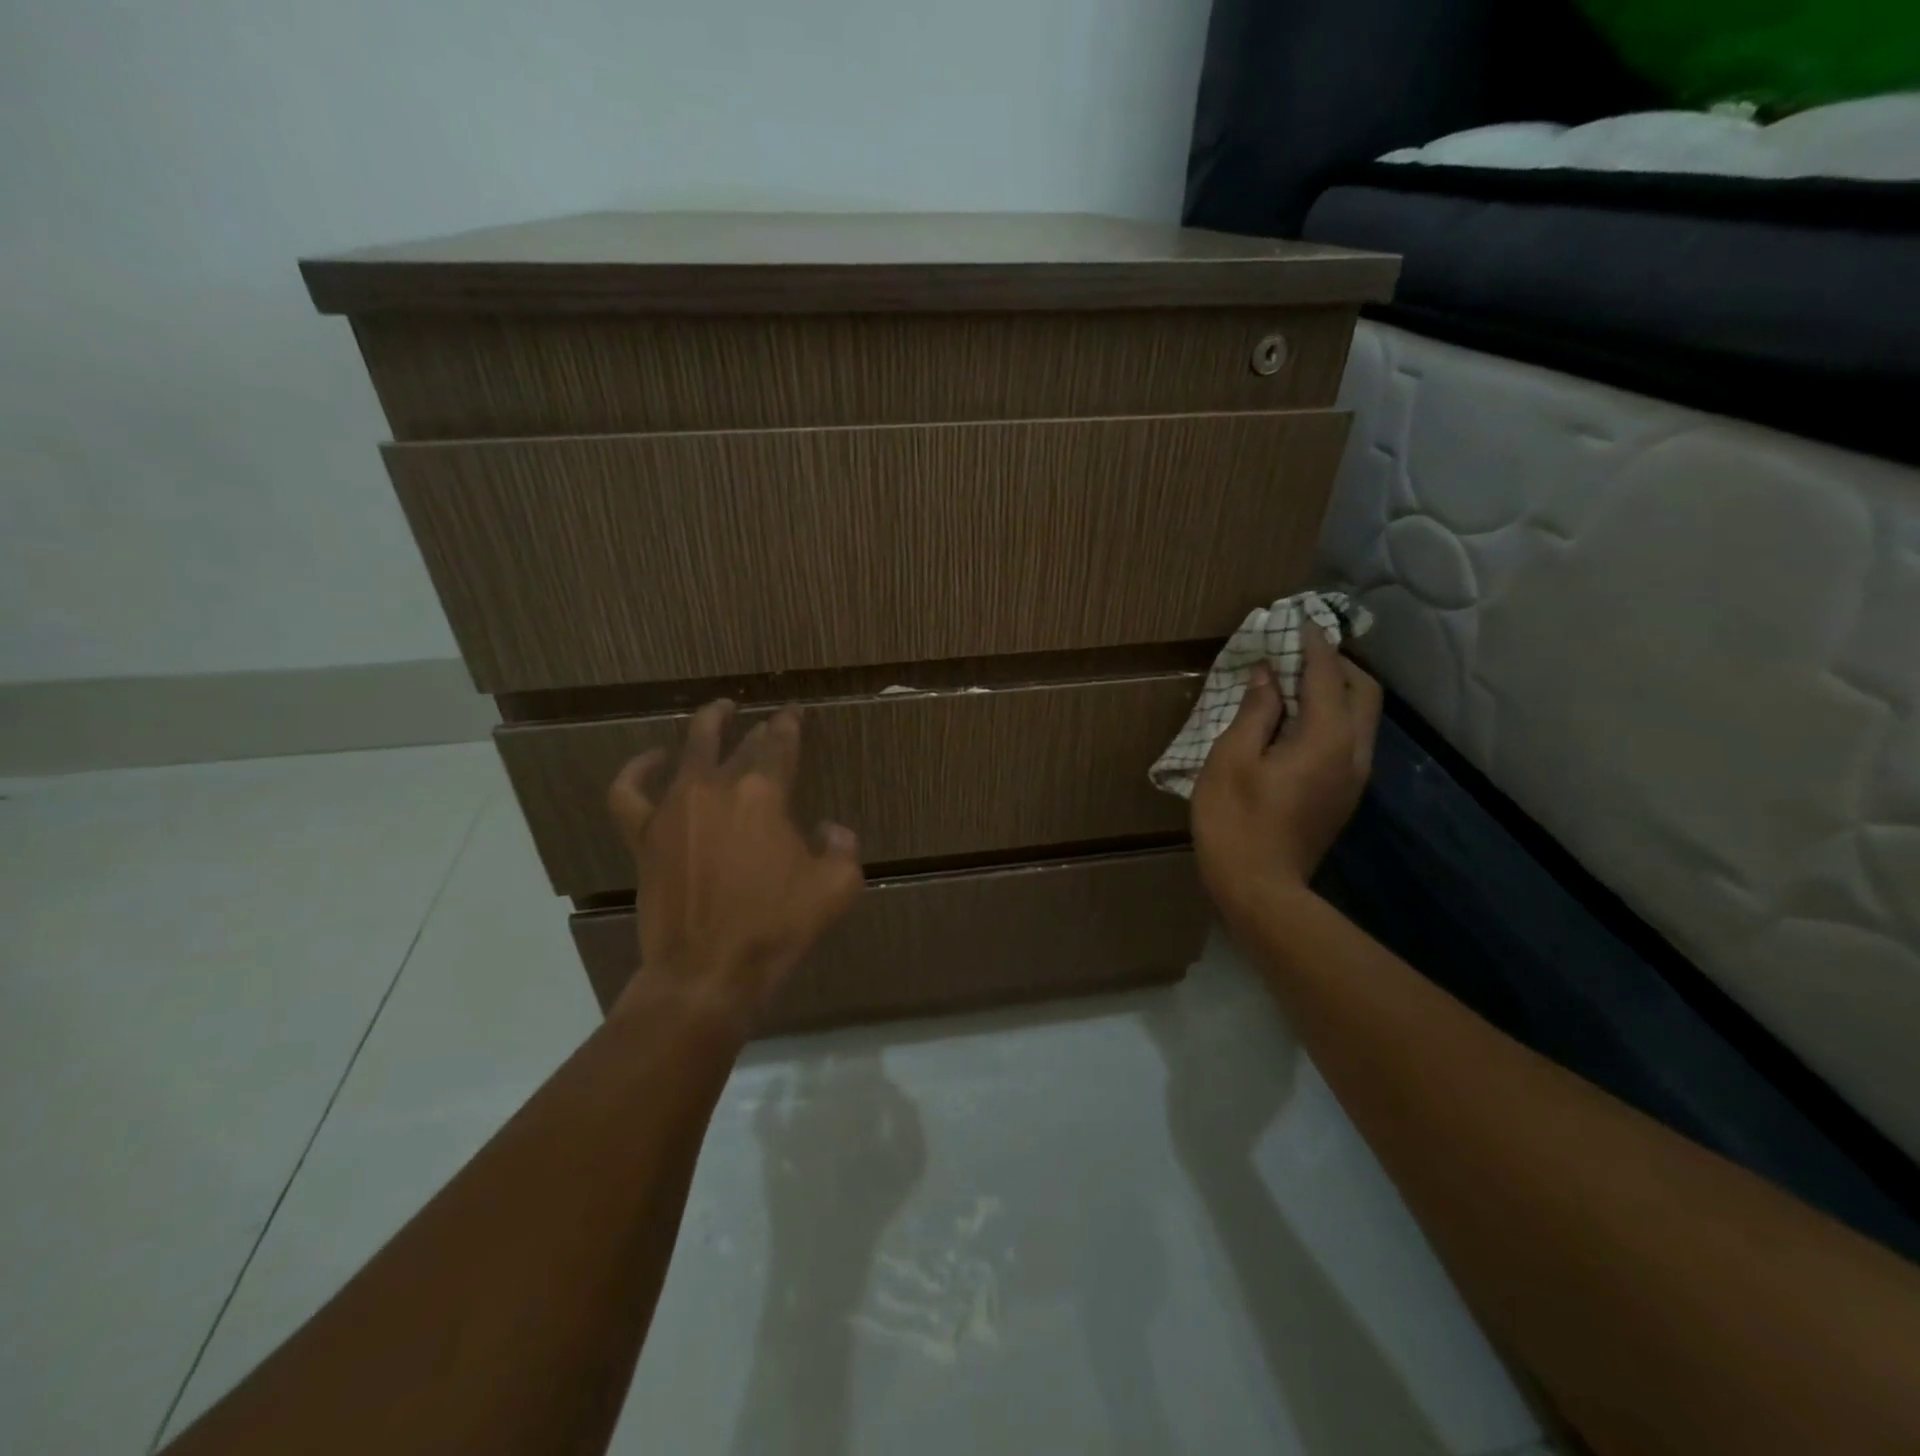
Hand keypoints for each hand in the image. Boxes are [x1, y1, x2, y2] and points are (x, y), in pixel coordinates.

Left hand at [605, 700, 864, 1023]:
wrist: (707, 972)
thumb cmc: (776, 928)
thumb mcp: (836, 888)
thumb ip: (844, 848)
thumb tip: (831, 829)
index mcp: (764, 794)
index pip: (780, 744)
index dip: (790, 724)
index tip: (795, 713)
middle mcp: (717, 788)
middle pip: (740, 744)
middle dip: (758, 729)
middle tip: (769, 723)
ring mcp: (674, 808)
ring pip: (689, 750)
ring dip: (707, 726)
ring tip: (719, 712)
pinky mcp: (645, 835)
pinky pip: (630, 792)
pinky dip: (638, 770)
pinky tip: (652, 759)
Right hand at [1191, 625, 1382, 925]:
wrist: (1260, 889)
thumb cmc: (1236, 821)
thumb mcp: (1231, 760)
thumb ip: (1255, 712)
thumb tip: (1267, 676)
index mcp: (1326, 739)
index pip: (1327, 676)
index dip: (1313, 645)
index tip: (1298, 621)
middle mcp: (1354, 753)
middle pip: (1363, 692)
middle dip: (1337, 664)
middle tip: (1299, 652)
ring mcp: (1354, 777)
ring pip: (1363, 716)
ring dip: (1337, 690)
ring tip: (1296, 682)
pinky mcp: (1344, 795)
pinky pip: (1351, 738)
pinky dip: (1333, 716)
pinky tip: (1297, 721)